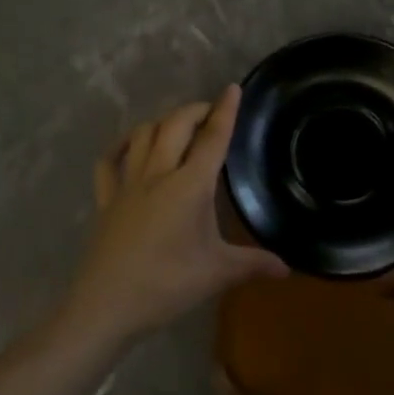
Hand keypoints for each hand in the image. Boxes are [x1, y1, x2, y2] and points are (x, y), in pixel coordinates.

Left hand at [62, 85, 287, 346]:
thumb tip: (287, 268)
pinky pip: (109, 161)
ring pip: (143, 134)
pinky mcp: (106, 198)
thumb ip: (252, 264)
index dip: (225, 111)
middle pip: (176, 125)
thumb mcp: (216, 274)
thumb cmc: (166, 286)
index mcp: (189, 186)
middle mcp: (158, 173)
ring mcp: (127, 184)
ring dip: (163, 122)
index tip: (233, 88)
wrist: (106, 306)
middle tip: (212, 112)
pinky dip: (121, 145)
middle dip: (196, 110)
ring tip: (179, 126)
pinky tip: (131, 144)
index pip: (212, 138)